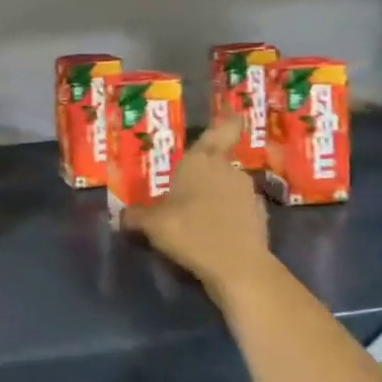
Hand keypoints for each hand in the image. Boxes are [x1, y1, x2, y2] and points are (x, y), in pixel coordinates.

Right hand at [119, 118, 272, 303]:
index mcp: (202, 160)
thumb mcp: (153, 225)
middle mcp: (228, 170)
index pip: (221, 131)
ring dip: (216, 196)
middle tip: (184, 187)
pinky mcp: (260, 218)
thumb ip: (136, 217)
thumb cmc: (191, 232)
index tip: (234, 114)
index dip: (228, 122)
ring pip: (229, 187)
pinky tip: (214, 234)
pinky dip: (229, 217)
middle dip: (204, 173)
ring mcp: (248, 194)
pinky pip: (239, 210)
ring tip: (197, 215)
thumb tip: (121, 216)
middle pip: (218, 163)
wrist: (239, 268)